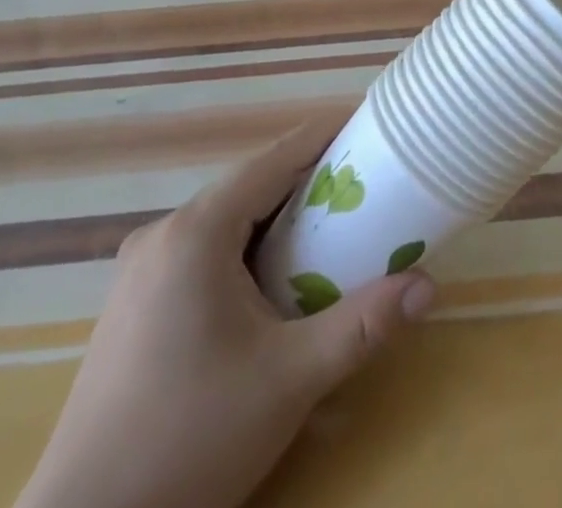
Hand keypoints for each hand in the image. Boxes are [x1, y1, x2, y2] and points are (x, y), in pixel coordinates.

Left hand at [16, 127, 435, 507]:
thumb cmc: (193, 439)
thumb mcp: (290, 381)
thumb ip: (362, 325)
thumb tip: (428, 286)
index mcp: (196, 231)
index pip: (272, 159)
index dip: (322, 136)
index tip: (366, 123)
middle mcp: (163, 232)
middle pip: (248, 185)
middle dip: (305, 178)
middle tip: (361, 183)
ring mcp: (141, 267)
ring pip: (223, 217)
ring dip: (274, 214)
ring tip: (327, 224)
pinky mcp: (133, 301)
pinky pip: (201, 248)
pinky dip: (244, 245)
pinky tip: (270, 278)